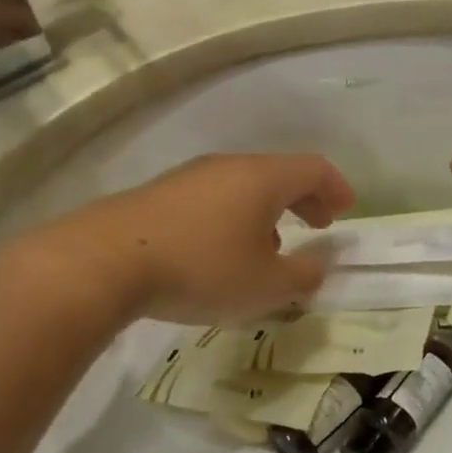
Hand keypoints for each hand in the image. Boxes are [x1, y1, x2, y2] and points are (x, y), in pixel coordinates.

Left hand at [35, 153, 355, 322]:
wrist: (105, 261)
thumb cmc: (201, 268)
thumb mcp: (265, 285)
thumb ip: (303, 275)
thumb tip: (320, 264)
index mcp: (262, 179)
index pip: (313, 168)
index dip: (336, 187)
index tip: (346, 210)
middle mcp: (228, 167)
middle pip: (278, 173)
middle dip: (304, 199)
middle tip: (319, 224)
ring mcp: (190, 177)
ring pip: (243, 186)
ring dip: (268, 211)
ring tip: (271, 245)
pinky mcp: (160, 195)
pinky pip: (213, 198)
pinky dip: (235, 217)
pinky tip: (222, 251)